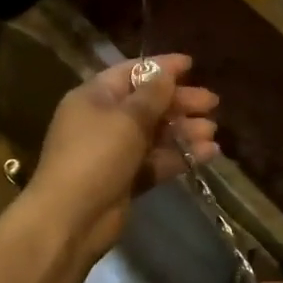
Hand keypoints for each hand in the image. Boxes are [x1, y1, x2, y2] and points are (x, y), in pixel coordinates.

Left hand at [23, 55, 218, 268]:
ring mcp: (114, 151)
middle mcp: (103, 120)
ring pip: (154, 133)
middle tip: (212, 102)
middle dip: (179, 101)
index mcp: (94, 97)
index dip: (161, 67)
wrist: (71, 218)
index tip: (191, 64)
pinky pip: (157, 160)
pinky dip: (180, 156)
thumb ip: (152, 95)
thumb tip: (165, 72)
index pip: (131, 72)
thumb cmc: (96, 156)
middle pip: (146, 103)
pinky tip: (208, 153)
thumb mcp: (127, 119)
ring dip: (183, 130)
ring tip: (212, 130)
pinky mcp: (126, 179)